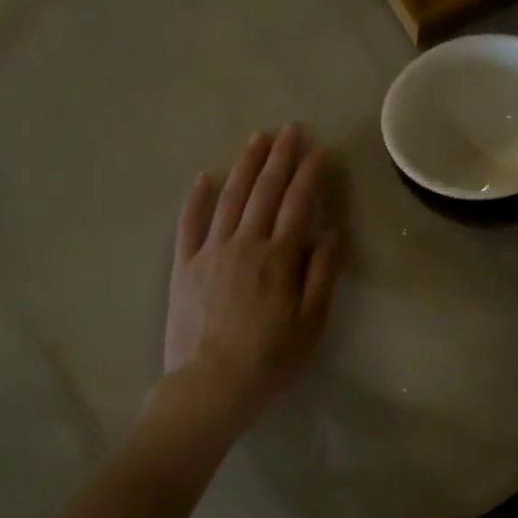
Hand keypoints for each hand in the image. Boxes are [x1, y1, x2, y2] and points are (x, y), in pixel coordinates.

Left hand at [163, 125, 343, 428]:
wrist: (209, 388)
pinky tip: (205, 176)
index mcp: (279, 257)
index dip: (309, 174)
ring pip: (231, 198)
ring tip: (257, 139)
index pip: (298, 204)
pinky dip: (197, 198)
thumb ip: (322, 273)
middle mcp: (245, 244)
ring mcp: (211, 252)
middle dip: (280, 157)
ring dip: (245, 166)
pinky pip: (190, 223)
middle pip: (265, 191)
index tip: (317, 150)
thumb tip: (333, 231)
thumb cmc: (270, 360)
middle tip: (290, 129)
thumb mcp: (311, 322)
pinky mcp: (184, 266)